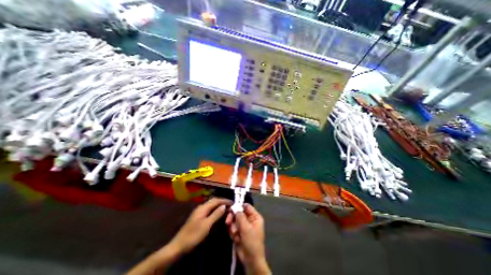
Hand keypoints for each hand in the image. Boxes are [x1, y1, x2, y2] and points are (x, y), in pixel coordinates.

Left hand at [170, 197, 231, 253]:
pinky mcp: (198, 217)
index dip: (225, 200)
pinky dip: (215, 210)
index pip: (216, 200)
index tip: (233, 203)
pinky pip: (209, 210)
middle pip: (213, 201)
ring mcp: (199, 212)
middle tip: (230, 206)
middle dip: (222, 202)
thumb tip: (224, 206)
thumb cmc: (194, 235)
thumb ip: (216, 214)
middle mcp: (201, 207)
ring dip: (219, 206)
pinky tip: (218, 214)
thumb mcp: (207, 225)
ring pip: (211, 205)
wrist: (178, 246)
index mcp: (203, 207)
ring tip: (226, 209)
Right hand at [225, 203, 270, 272]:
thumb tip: (235, 207)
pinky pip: (233, 227)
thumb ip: (240, 216)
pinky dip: (233, 232)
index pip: (247, 206)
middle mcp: (249, 219)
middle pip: (239, 213)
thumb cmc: (251, 242)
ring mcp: (244, 226)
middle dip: (233, 218)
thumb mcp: (246, 227)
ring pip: (235, 220)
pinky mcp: (239, 232)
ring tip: (234, 234)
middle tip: (228, 221)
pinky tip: (235, 238)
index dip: (239, 206)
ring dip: (233, 227)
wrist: (250, 260)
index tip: (231, 208)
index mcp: (255, 216)